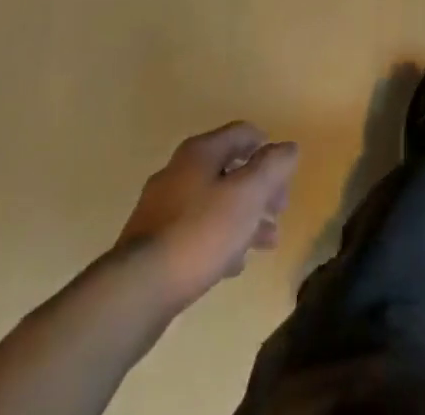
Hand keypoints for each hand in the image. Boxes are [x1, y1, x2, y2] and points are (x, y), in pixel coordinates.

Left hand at [118, 122, 298, 308]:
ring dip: (243, 217)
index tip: (284, 174)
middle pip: (229, 169)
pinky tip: (232, 265)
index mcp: (200, 152)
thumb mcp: (248, 194)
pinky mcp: (151, 244)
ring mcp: (161, 209)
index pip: (242, 132)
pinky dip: (218, 239)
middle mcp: (178, 171)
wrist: (135, 292)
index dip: (268, 147)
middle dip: (259, 188)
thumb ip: (273, 166)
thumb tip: (289, 148)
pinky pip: (195, 231)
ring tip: (265, 243)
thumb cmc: (199, 232)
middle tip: (279, 211)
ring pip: (213, 203)